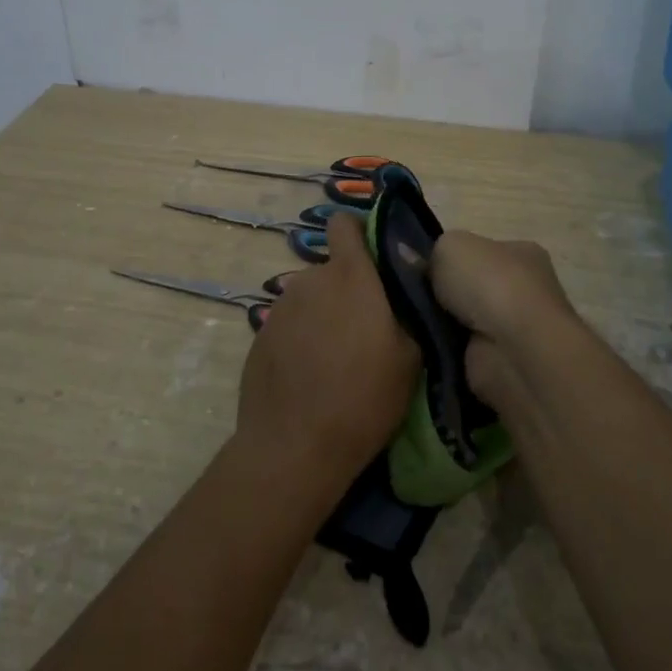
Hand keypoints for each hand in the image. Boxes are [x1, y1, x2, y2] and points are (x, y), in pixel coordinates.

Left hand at [236, 213, 419, 500]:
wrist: (293, 446)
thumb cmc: (363, 398)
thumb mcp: (411, 358)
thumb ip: (407, 312)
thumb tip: (402, 296)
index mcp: (350, 276)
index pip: (344, 224)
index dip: (359, 233)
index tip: (376, 261)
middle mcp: (310, 281)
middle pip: (333, 270)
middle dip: (349, 290)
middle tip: (368, 331)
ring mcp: (280, 308)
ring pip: (311, 299)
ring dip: (325, 316)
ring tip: (338, 360)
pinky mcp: (260, 336)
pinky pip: (291, 325)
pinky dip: (303, 339)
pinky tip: (311, 376)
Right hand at [430, 231, 580, 414]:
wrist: (513, 350)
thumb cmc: (489, 284)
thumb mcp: (449, 246)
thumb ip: (432, 252)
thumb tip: (416, 264)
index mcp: (522, 253)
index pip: (481, 252)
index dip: (450, 259)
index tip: (421, 269)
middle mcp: (525, 289)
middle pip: (472, 288)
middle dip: (444, 295)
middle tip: (410, 297)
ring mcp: (515, 329)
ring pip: (464, 321)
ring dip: (441, 325)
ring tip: (412, 322)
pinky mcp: (501, 363)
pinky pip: (461, 351)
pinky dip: (444, 350)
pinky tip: (426, 346)